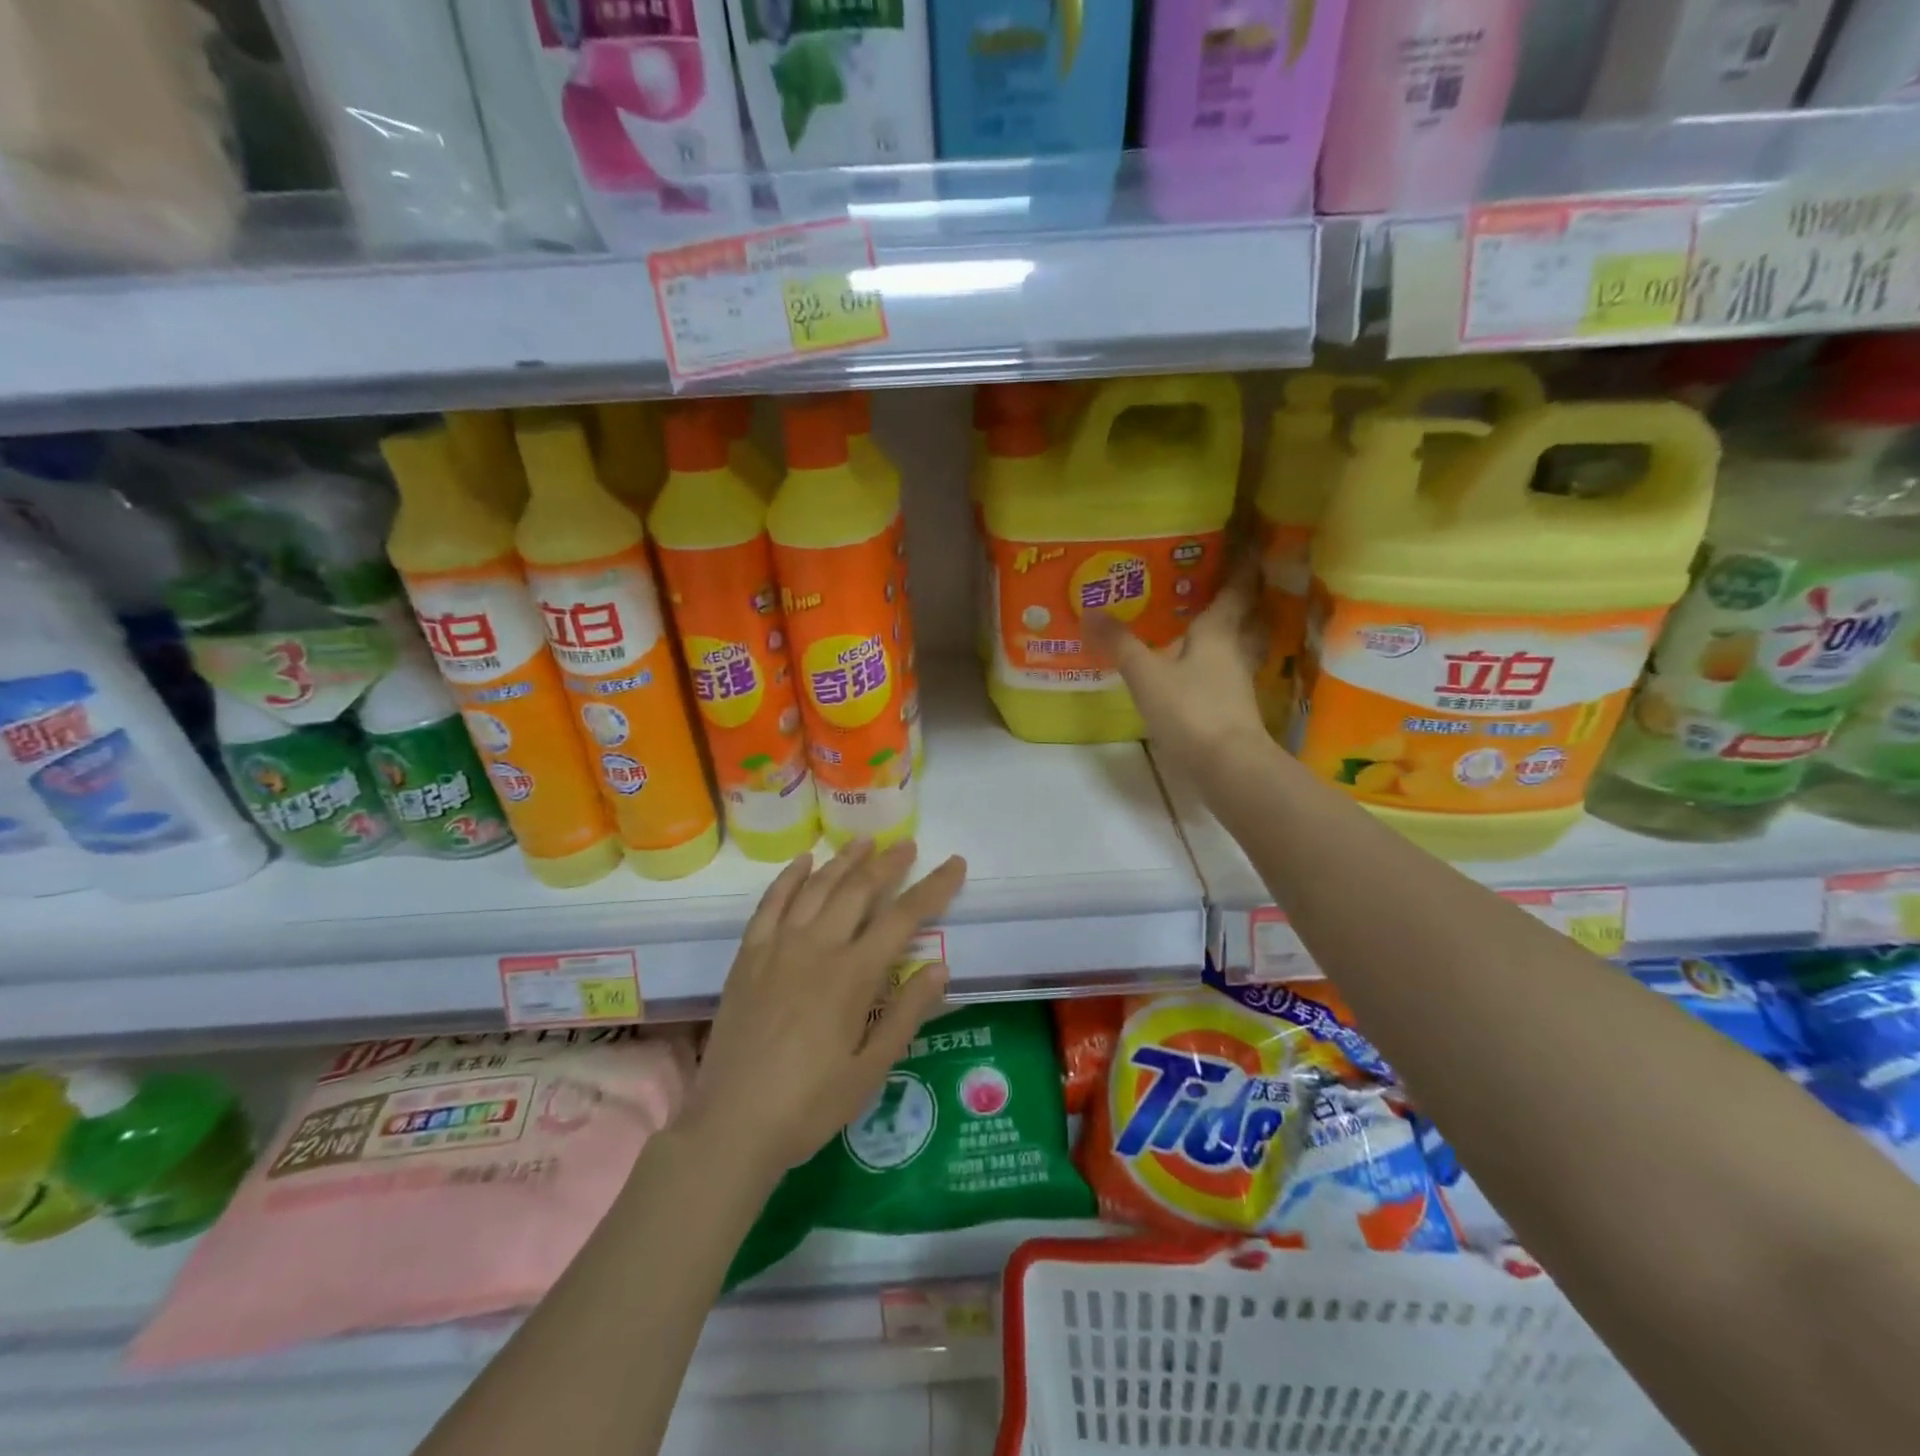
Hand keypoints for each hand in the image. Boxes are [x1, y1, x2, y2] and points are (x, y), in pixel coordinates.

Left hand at [688, 840, 966, 1185]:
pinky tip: (803, 862)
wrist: (731, 1125)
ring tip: (864, 842)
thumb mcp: (871, 1069)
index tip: (954, 864)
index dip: (933, 888)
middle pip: (858, 890)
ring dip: (844, 861)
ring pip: (816, 888)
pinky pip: (770, 903)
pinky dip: (789, 878)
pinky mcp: (748, 956)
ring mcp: (777, 947)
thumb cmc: (810, 1105)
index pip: (903, 917)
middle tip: (906, 845)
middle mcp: (817, 948)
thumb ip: (907, 1014)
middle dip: (887, 863)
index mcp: (852, 976)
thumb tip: (940, 966)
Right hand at [1085, 559, 1267, 776]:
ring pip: (1239, 644)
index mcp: (1220, 631)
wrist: (1227, 765)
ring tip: (1203, 621)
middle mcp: (1235, 649)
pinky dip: (1217, 662)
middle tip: (1216, 580)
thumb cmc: (1190, 709)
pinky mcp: (1233, 707)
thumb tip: (1090, 610)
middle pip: (1245, 615)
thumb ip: (1120, 643)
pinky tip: (1197, 668)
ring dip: (1230, 630)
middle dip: (1236, 597)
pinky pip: (1227, 671)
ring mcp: (1238, 680)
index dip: (1240, 563)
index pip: (1237, 587)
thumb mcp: (1146, 674)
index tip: (1240, 542)